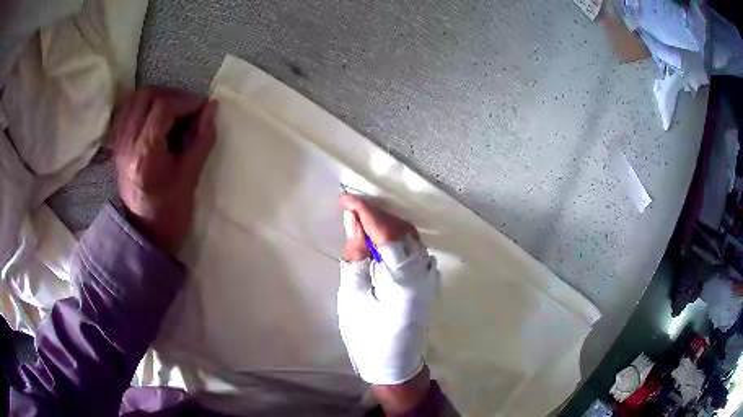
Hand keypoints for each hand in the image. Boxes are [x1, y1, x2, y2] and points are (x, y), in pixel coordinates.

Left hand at [111, 87, 216, 253]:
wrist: (144, 233)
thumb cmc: (169, 211)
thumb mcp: (190, 176)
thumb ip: (202, 138)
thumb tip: (212, 108)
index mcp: (145, 152)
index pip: (163, 106)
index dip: (187, 101)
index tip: (203, 108)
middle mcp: (127, 142)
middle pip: (146, 96)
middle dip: (171, 95)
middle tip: (187, 109)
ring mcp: (119, 143)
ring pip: (134, 100)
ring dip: (156, 98)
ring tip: (172, 112)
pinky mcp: (117, 145)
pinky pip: (126, 112)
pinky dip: (142, 107)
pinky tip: (154, 118)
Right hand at [338, 195, 438, 413]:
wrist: (394, 362)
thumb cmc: (368, 335)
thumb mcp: (354, 297)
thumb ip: (356, 257)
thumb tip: (354, 223)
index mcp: (405, 280)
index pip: (386, 232)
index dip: (365, 211)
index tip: (345, 198)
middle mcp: (424, 272)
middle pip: (401, 229)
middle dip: (374, 213)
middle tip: (349, 206)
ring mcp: (429, 275)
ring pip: (409, 235)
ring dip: (384, 222)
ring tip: (359, 217)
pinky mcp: (427, 278)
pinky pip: (412, 246)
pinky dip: (393, 235)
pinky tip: (377, 236)